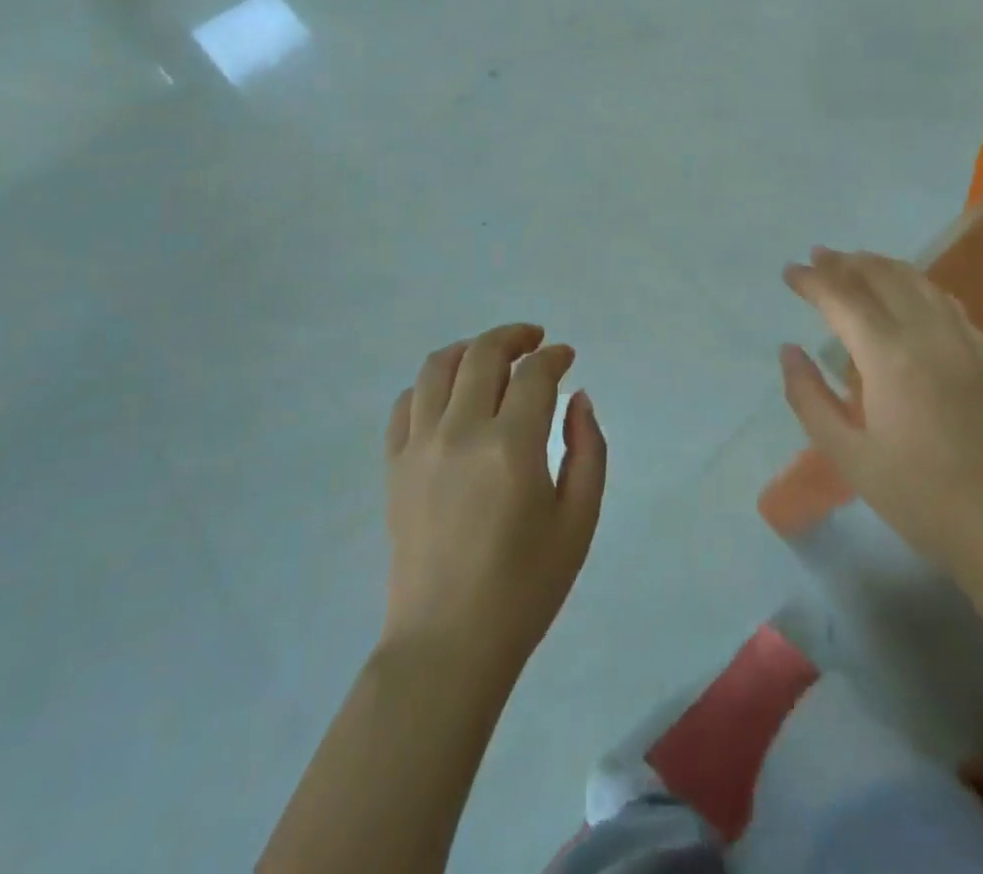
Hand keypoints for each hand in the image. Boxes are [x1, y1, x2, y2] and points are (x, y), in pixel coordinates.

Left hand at [381, 324, 607, 678]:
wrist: (448, 644)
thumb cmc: (525, 588)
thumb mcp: (579, 521)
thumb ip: (588, 450)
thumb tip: (578, 398)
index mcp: (512, 447)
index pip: (534, 374)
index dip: (554, 356)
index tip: (566, 357)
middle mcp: (461, 432)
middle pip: (483, 354)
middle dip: (514, 337)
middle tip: (534, 341)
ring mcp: (420, 447)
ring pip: (437, 367)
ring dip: (469, 350)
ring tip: (490, 357)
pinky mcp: (394, 466)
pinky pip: (405, 404)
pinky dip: (429, 385)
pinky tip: (449, 397)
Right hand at [779, 249, 982, 585]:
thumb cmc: (917, 497)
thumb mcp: (848, 455)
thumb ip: (809, 397)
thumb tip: (788, 351)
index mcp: (890, 357)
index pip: (843, 299)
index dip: (813, 281)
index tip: (789, 271)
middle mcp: (929, 335)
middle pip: (882, 277)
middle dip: (846, 262)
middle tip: (818, 256)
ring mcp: (964, 342)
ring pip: (918, 282)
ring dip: (881, 265)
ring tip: (855, 262)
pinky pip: (947, 302)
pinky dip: (918, 285)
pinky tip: (908, 290)